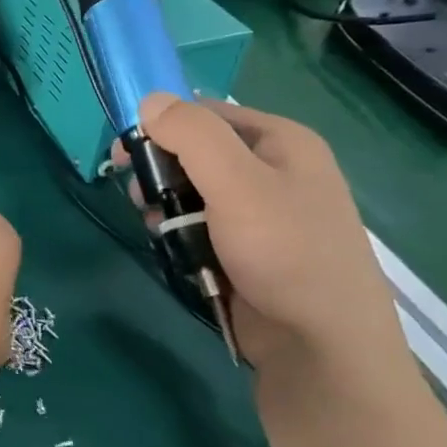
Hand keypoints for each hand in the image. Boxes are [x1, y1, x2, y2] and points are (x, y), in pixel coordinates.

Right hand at [116, 95, 403, 371]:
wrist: (322, 347)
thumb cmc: (285, 253)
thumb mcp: (237, 184)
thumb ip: (192, 135)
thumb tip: (149, 98)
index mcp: (281, 141)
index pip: (204, 113)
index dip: (160, 126)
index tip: (125, 154)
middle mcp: (274, 169)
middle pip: (195, 151)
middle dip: (160, 171)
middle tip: (139, 196)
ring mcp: (263, 212)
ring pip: (192, 191)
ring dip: (165, 206)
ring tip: (156, 228)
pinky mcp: (249, 248)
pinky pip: (200, 225)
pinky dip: (180, 233)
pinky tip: (173, 248)